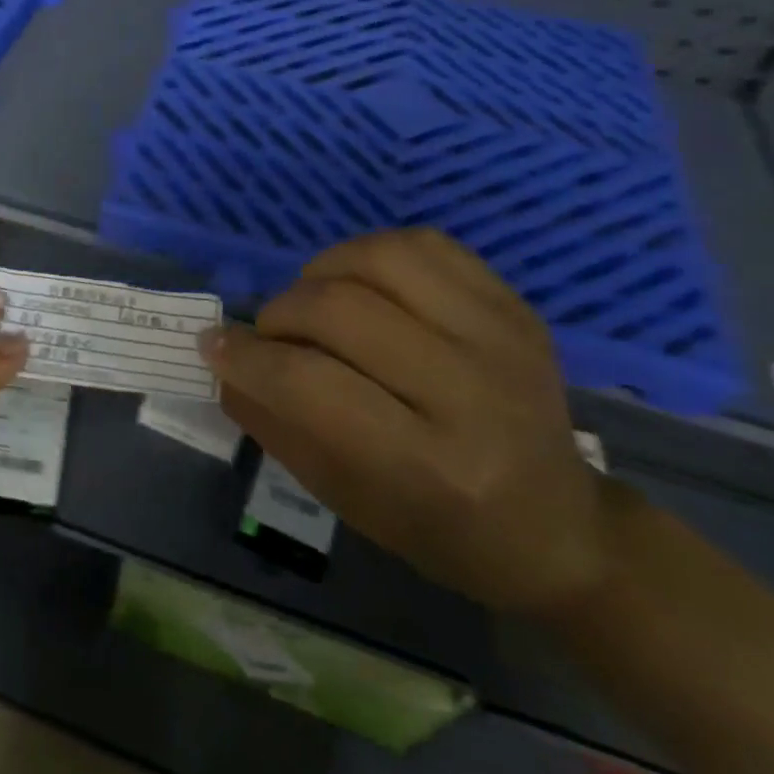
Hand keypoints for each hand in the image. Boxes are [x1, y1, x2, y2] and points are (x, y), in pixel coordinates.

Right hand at [201, 230, 609, 614]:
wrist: (560, 527)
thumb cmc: (439, 530)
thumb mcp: (343, 497)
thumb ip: (273, 422)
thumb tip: (221, 358)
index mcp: (428, 464)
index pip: (310, 384)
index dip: (247, 358)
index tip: (214, 347)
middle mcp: (471, 392)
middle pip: (340, 310)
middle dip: (279, 316)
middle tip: (270, 338)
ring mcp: (500, 338)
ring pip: (379, 259)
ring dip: (320, 274)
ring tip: (313, 304)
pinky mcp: (514, 307)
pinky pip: (424, 244)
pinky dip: (369, 253)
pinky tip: (359, 283)